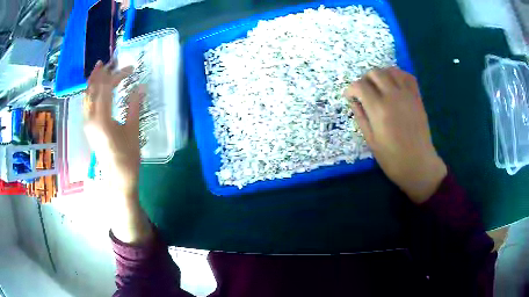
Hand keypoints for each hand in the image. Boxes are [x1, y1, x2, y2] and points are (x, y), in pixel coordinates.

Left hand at [84, 61, 143, 197]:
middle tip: (109, 61)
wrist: (117, 178)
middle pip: (92, 89)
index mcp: (102, 118)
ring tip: (100, 68)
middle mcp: (90, 118)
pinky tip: (96, 87)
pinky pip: (86, 104)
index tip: (131, 69)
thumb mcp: (133, 130)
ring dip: (93, 81)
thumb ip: (134, 106)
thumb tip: (141, 86)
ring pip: (86, 96)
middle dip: (101, 73)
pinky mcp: (88, 127)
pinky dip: (90, 92)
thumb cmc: (127, 157)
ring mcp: (87, 123)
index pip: (106, 87)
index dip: (118, 75)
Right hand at [344, 67, 446, 203]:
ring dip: (381, 74)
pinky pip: (408, 76)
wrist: (419, 165)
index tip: (349, 96)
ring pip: (391, 70)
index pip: (360, 86)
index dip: (351, 89)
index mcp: (379, 110)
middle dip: (365, 79)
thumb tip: (353, 100)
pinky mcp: (418, 98)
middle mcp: (393, 96)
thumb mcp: (371, 141)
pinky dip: (399, 75)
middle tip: (364, 91)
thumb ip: (361, 117)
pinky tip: (395, 84)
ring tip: (379, 87)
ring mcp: (408, 95)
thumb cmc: (392, 158)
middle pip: (375, 72)